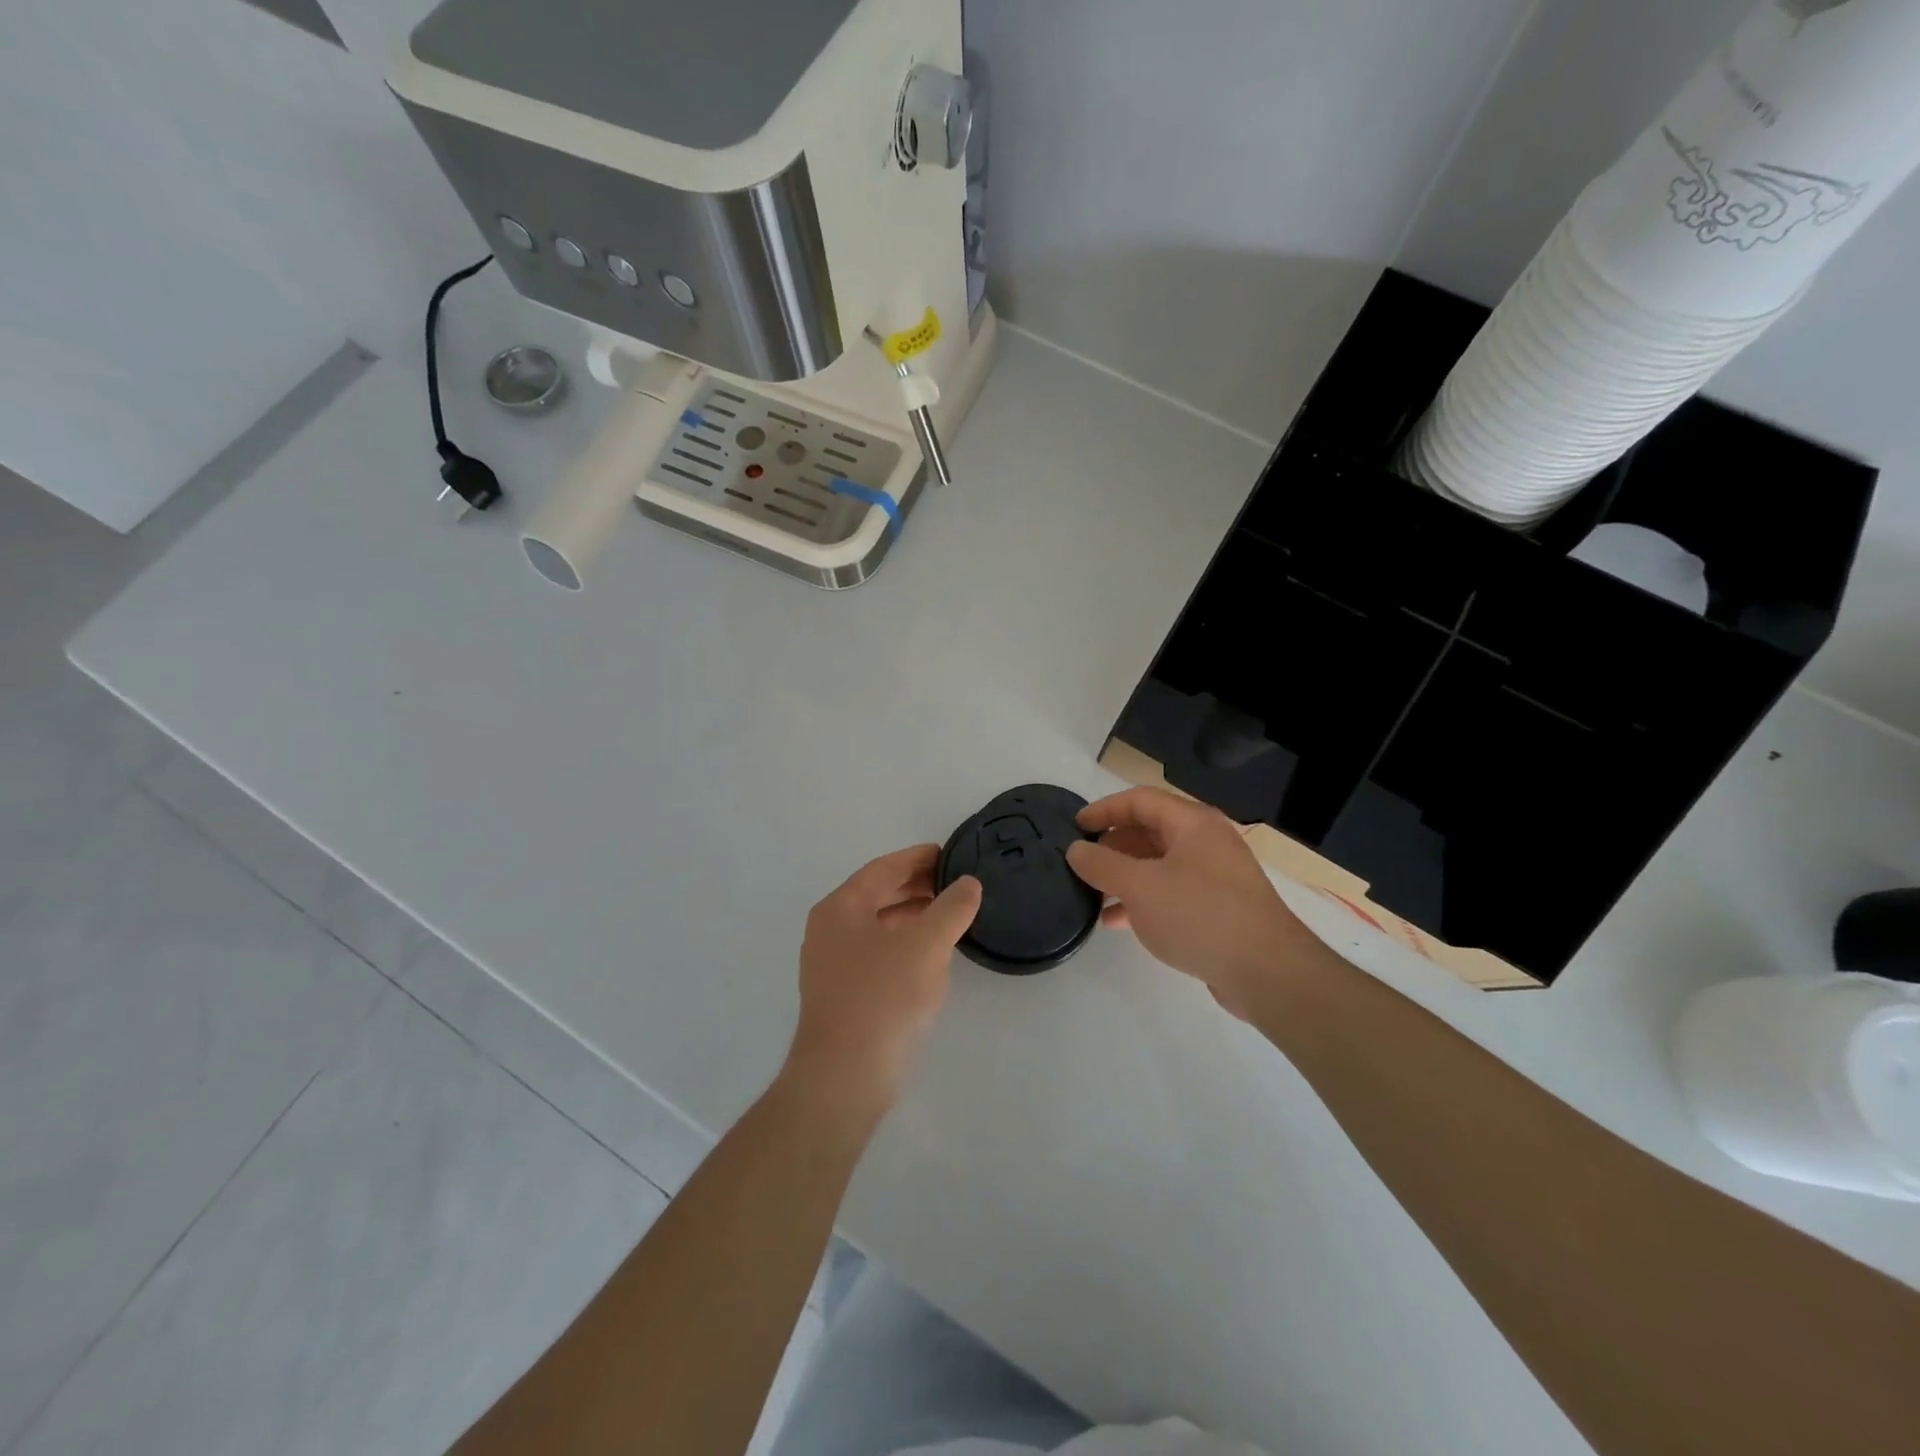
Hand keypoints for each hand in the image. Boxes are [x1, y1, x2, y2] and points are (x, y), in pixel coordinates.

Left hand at [786, 845, 981, 1110]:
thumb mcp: (926, 945)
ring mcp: (831, 964)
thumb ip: (951, 908)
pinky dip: (904, 943)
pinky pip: (877, 953)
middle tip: (956, 882)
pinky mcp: (842, 994)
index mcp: (841, 907)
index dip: (918, 858)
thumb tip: (968, 883)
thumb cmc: (883, 998)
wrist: (844, 1076)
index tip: (950, 853)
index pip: (884, 869)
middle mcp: (829, 929)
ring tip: (950, 915)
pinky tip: (930, 955)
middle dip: (916, 886)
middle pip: (877, 894)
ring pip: (878, 925)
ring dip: (912, 916)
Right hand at [1066, 787, 1312, 1015]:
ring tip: (1091, 894)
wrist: (1267, 972)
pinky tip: (1116, 922)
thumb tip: (1076, 849)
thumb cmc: (1200, 915)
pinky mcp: (1216, 908)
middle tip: (1082, 864)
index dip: (1103, 810)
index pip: (1139, 800)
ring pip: (1157, 865)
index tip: (1074, 827)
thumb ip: (1102, 865)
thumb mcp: (1140, 887)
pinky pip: (1170, 893)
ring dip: (1123, 876)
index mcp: (1192, 823)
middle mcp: (1205, 842)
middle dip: (1112, 846)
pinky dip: (1142, 900)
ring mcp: (1214, 876)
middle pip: (1149, 831)